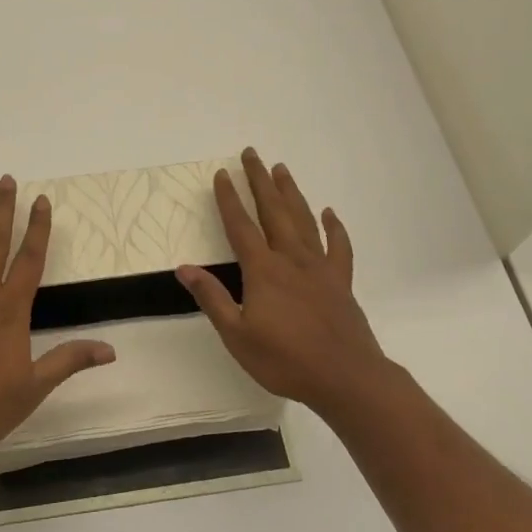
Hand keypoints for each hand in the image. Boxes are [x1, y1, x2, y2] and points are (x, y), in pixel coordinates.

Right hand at [178, 149, 397, 418]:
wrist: (346, 377)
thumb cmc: (285, 360)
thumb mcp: (237, 335)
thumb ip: (212, 298)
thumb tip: (184, 268)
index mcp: (263, 270)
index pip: (241, 226)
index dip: (229, 199)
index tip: (221, 174)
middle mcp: (291, 259)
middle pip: (273, 211)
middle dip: (260, 181)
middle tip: (252, 154)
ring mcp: (320, 267)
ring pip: (304, 220)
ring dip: (291, 193)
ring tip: (282, 169)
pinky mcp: (341, 281)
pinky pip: (338, 246)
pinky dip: (334, 227)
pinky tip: (329, 213)